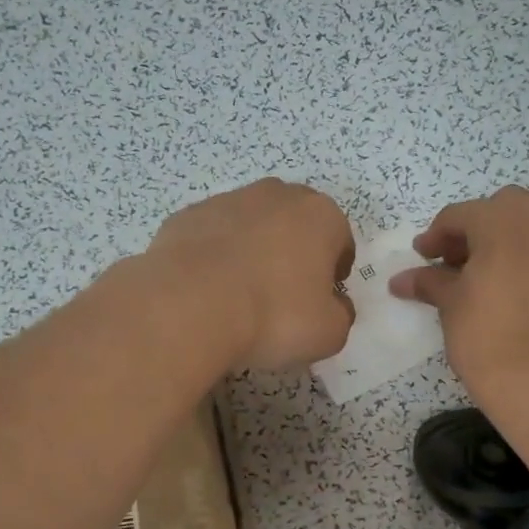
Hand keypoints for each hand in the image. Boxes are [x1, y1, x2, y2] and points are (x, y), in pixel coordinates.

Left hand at [147, 179, 354, 369]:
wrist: (190, 307)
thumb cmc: (274, 316)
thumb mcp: (329, 333)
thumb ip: (341, 315)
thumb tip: (336, 306)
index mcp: (320, 216)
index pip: (340, 239)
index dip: (335, 271)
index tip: (323, 297)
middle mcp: (277, 196)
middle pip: (296, 223)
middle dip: (295, 251)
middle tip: (285, 294)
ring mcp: (227, 201)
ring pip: (252, 225)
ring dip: (253, 250)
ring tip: (242, 293)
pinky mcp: (187, 215)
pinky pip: (212, 236)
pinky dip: (215, 256)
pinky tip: (208, 290)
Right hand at [389, 186, 528, 396]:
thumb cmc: (486, 334)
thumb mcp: (450, 304)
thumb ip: (429, 282)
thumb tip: (401, 281)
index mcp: (505, 220)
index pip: (460, 215)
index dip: (435, 236)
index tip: (421, 257)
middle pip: (503, 209)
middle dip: (476, 229)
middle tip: (455, 261)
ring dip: (506, 243)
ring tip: (484, 278)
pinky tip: (513, 296)